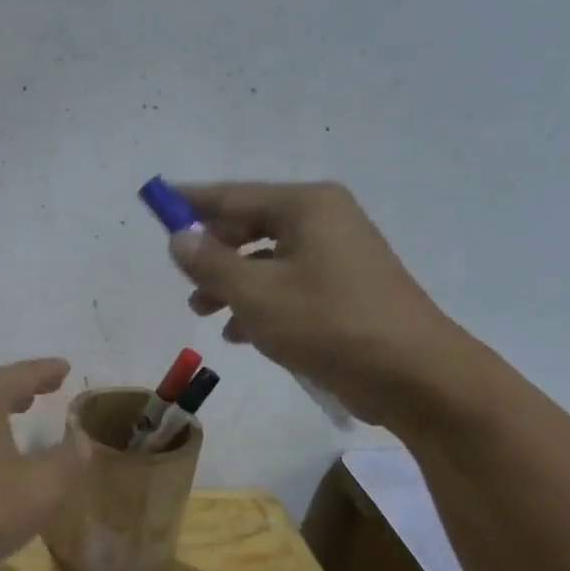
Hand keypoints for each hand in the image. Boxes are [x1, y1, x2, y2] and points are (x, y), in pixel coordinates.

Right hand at [169, 182, 473, 429]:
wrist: (413, 374)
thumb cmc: (328, 324)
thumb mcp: (255, 294)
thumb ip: (211, 263)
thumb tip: (179, 237)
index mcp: (307, 206)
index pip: (233, 196)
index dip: (191, 202)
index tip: (156, 202)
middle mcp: (325, 220)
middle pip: (251, 226)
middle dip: (213, 253)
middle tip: (184, 279)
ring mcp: (340, 255)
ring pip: (268, 260)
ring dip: (232, 283)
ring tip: (204, 313)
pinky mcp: (347, 289)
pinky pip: (289, 284)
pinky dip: (261, 302)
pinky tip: (241, 334)